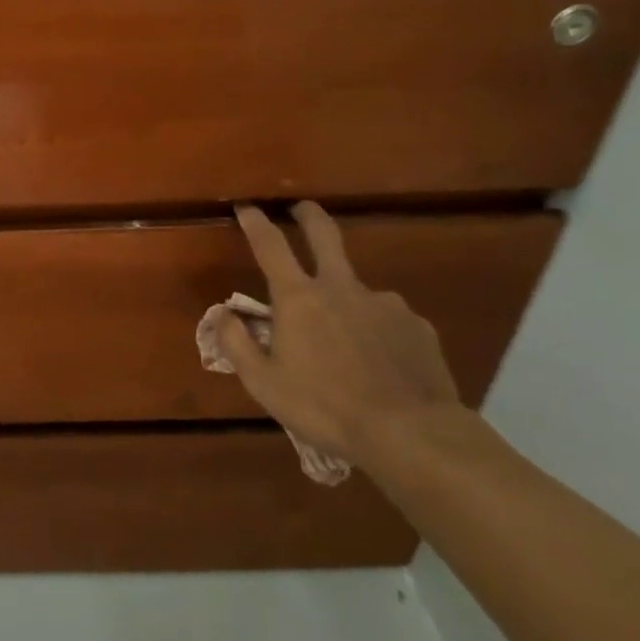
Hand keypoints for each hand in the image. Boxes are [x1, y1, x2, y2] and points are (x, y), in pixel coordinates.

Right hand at [217, 201, 462, 469]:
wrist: (410, 433)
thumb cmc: (324, 407)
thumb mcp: (263, 383)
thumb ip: (236, 343)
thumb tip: (222, 313)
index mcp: (299, 298)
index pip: (270, 245)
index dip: (255, 222)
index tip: (247, 206)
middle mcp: (341, 288)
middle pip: (324, 234)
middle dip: (308, 214)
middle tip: (301, 208)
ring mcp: (384, 304)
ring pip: (357, 290)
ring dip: (345, 301)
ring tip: (347, 344)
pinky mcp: (416, 325)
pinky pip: (388, 320)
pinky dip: (377, 331)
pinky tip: (380, 363)